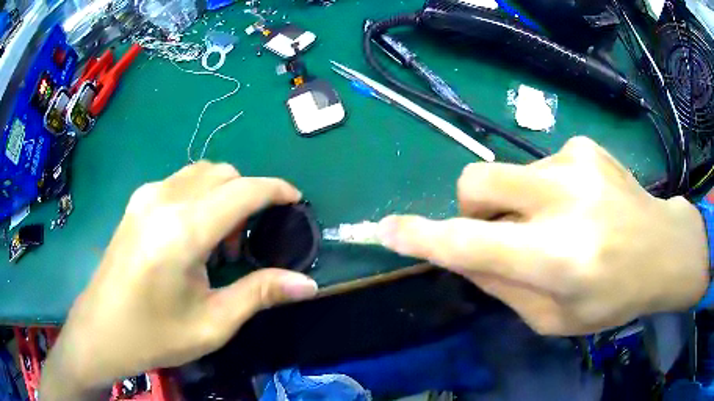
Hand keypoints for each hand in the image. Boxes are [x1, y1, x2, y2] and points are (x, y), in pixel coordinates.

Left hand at [41, 162, 317, 398]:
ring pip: (202, 173)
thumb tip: (308, 284)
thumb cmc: (156, 334)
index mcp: (182, 230)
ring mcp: (146, 196)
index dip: (276, 190)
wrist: (102, 330)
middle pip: (224, 173)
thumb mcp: (213, 324)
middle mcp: (164, 200)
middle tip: (249, 241)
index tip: (296, 201)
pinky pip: (182, 182)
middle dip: (249, 196)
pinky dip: (202, 197)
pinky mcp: (137, 201)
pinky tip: (194, 236)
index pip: (243, 191)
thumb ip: (260, 294)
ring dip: (224, 195)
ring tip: (220, 242)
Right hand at [378, 137, 708, 335]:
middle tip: (497, 230)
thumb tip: (461, 256)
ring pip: (509, 176)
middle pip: (477, 181)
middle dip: (469, 206)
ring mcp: (577, 163)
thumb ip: (503, 287)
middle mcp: (566, 202)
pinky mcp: (584, 146)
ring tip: (558, 224)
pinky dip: (545, 191)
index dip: (423, 237)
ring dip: (517, 204)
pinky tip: (579, 205)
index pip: (473, 245)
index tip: (387, 229)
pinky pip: (540, 167)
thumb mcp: (554, 319)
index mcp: (560, 260)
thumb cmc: (613, 297)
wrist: (662, 249)